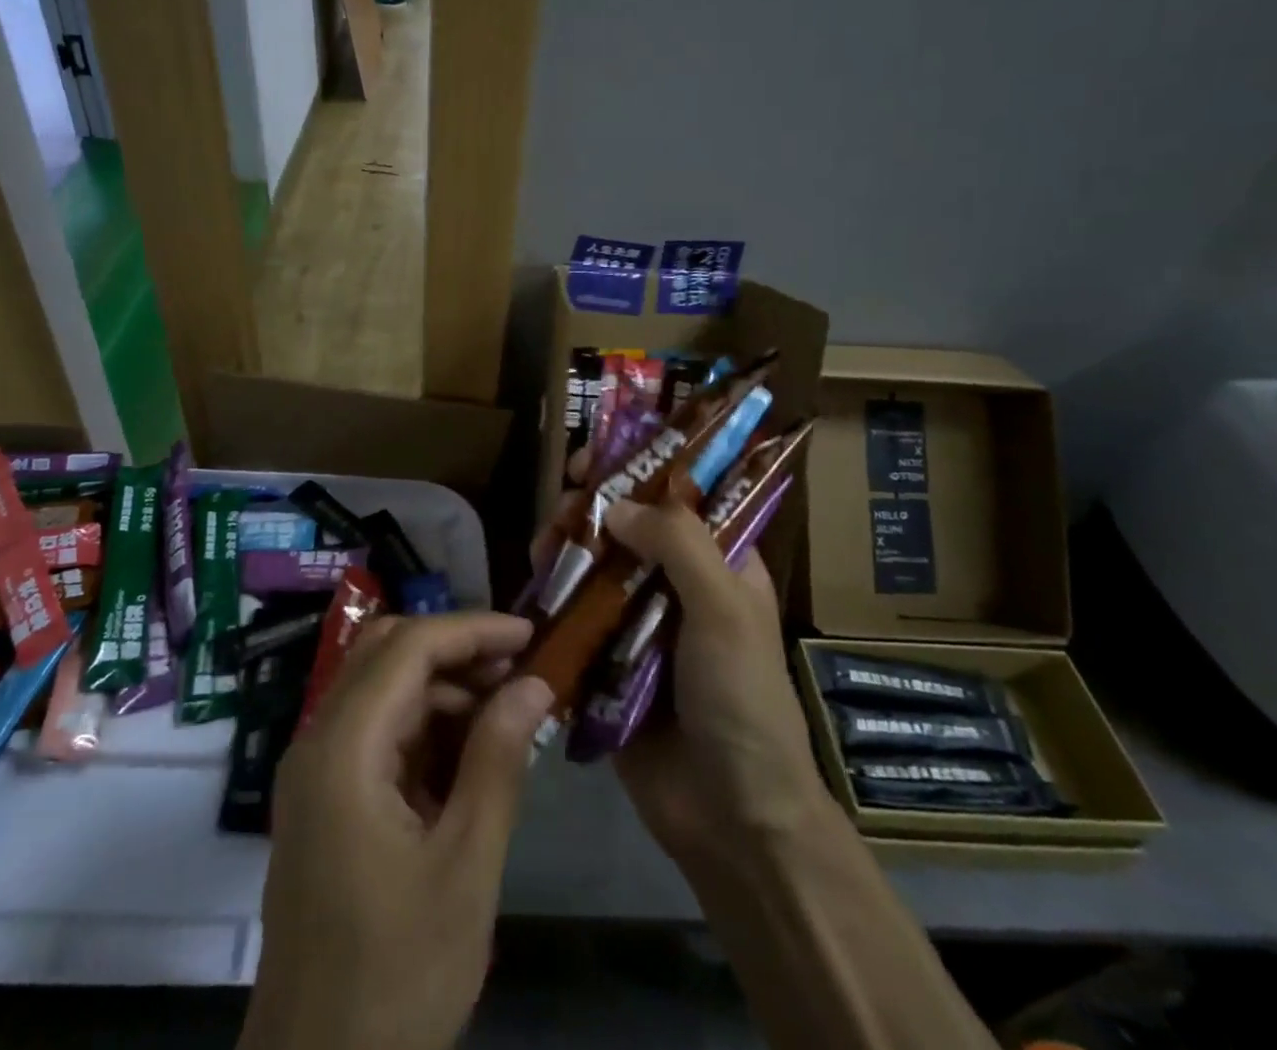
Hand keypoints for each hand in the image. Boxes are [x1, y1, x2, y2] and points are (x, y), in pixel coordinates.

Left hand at [240, 612, 555, 1049]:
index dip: (472, 630)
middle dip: (456, 650)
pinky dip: (423, 727)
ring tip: (507, 711)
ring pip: (381, 689)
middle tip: (520, 670)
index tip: (531, 634)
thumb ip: (498, 761)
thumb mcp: (465, 866)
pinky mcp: (324, 800)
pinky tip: (470, 753)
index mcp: (343, 748)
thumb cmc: (398, 975)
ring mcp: (316, 771)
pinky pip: (376, 734)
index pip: (408, 647)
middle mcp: (318, 742)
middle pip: (386, 654)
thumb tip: (534, 683)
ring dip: (442, 688)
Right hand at [529, 463, 826, 874]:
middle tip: (566, 502)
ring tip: (544, 545)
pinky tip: (534, 584)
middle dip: (594, 507)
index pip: (679, 497)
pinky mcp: (606, 661)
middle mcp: (678, 586)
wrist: (732, 818)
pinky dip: (553, 596)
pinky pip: (574, 616)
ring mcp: (639, 624)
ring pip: (595, 566)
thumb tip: (617, 504)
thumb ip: (677, 544)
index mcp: (719, 565)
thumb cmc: (742, 700)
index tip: (596, 456)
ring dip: (568, 547)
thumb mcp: (725, 609)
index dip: (640, 467)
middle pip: (628, 527)